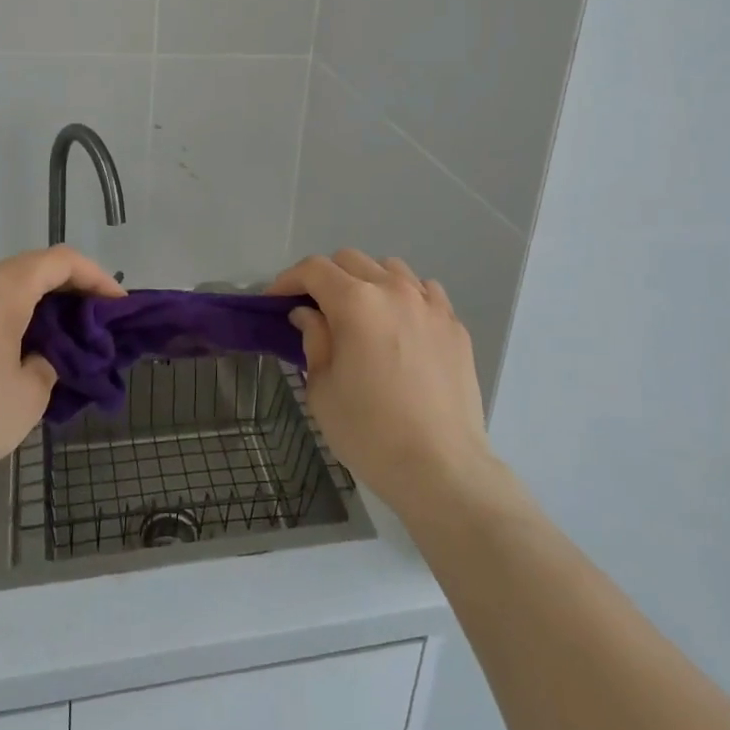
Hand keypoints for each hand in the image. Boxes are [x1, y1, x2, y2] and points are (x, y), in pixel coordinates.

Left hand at [0, 246, 123, 492]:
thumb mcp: (31, 393)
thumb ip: (48, 362)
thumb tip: (38, 357)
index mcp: (3, 288)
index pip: (61, 261)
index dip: (96, 276)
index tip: (117, 303)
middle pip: (30, 267)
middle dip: (67, 286)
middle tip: (92, 315)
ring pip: (1, 286)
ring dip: (34, 301)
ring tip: (56, 333)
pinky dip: (5, 316)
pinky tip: (12, 350)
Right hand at [269, 249, 495, 517]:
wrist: (442, 469)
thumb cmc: (370, 432)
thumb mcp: (322, 390)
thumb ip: (313, 340)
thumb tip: (308, 315)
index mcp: (356, 302)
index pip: (314, 270)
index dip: (288, 280)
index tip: (274, 301)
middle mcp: (393, 290)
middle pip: (350, 260)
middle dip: (325, 278)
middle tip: (314, 309)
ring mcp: (429, 304)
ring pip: (390, 268)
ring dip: (367, 281)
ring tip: (361, 314)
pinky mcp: (454, 325)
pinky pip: (425, 291)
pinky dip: (405, 296)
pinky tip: (401, 324)